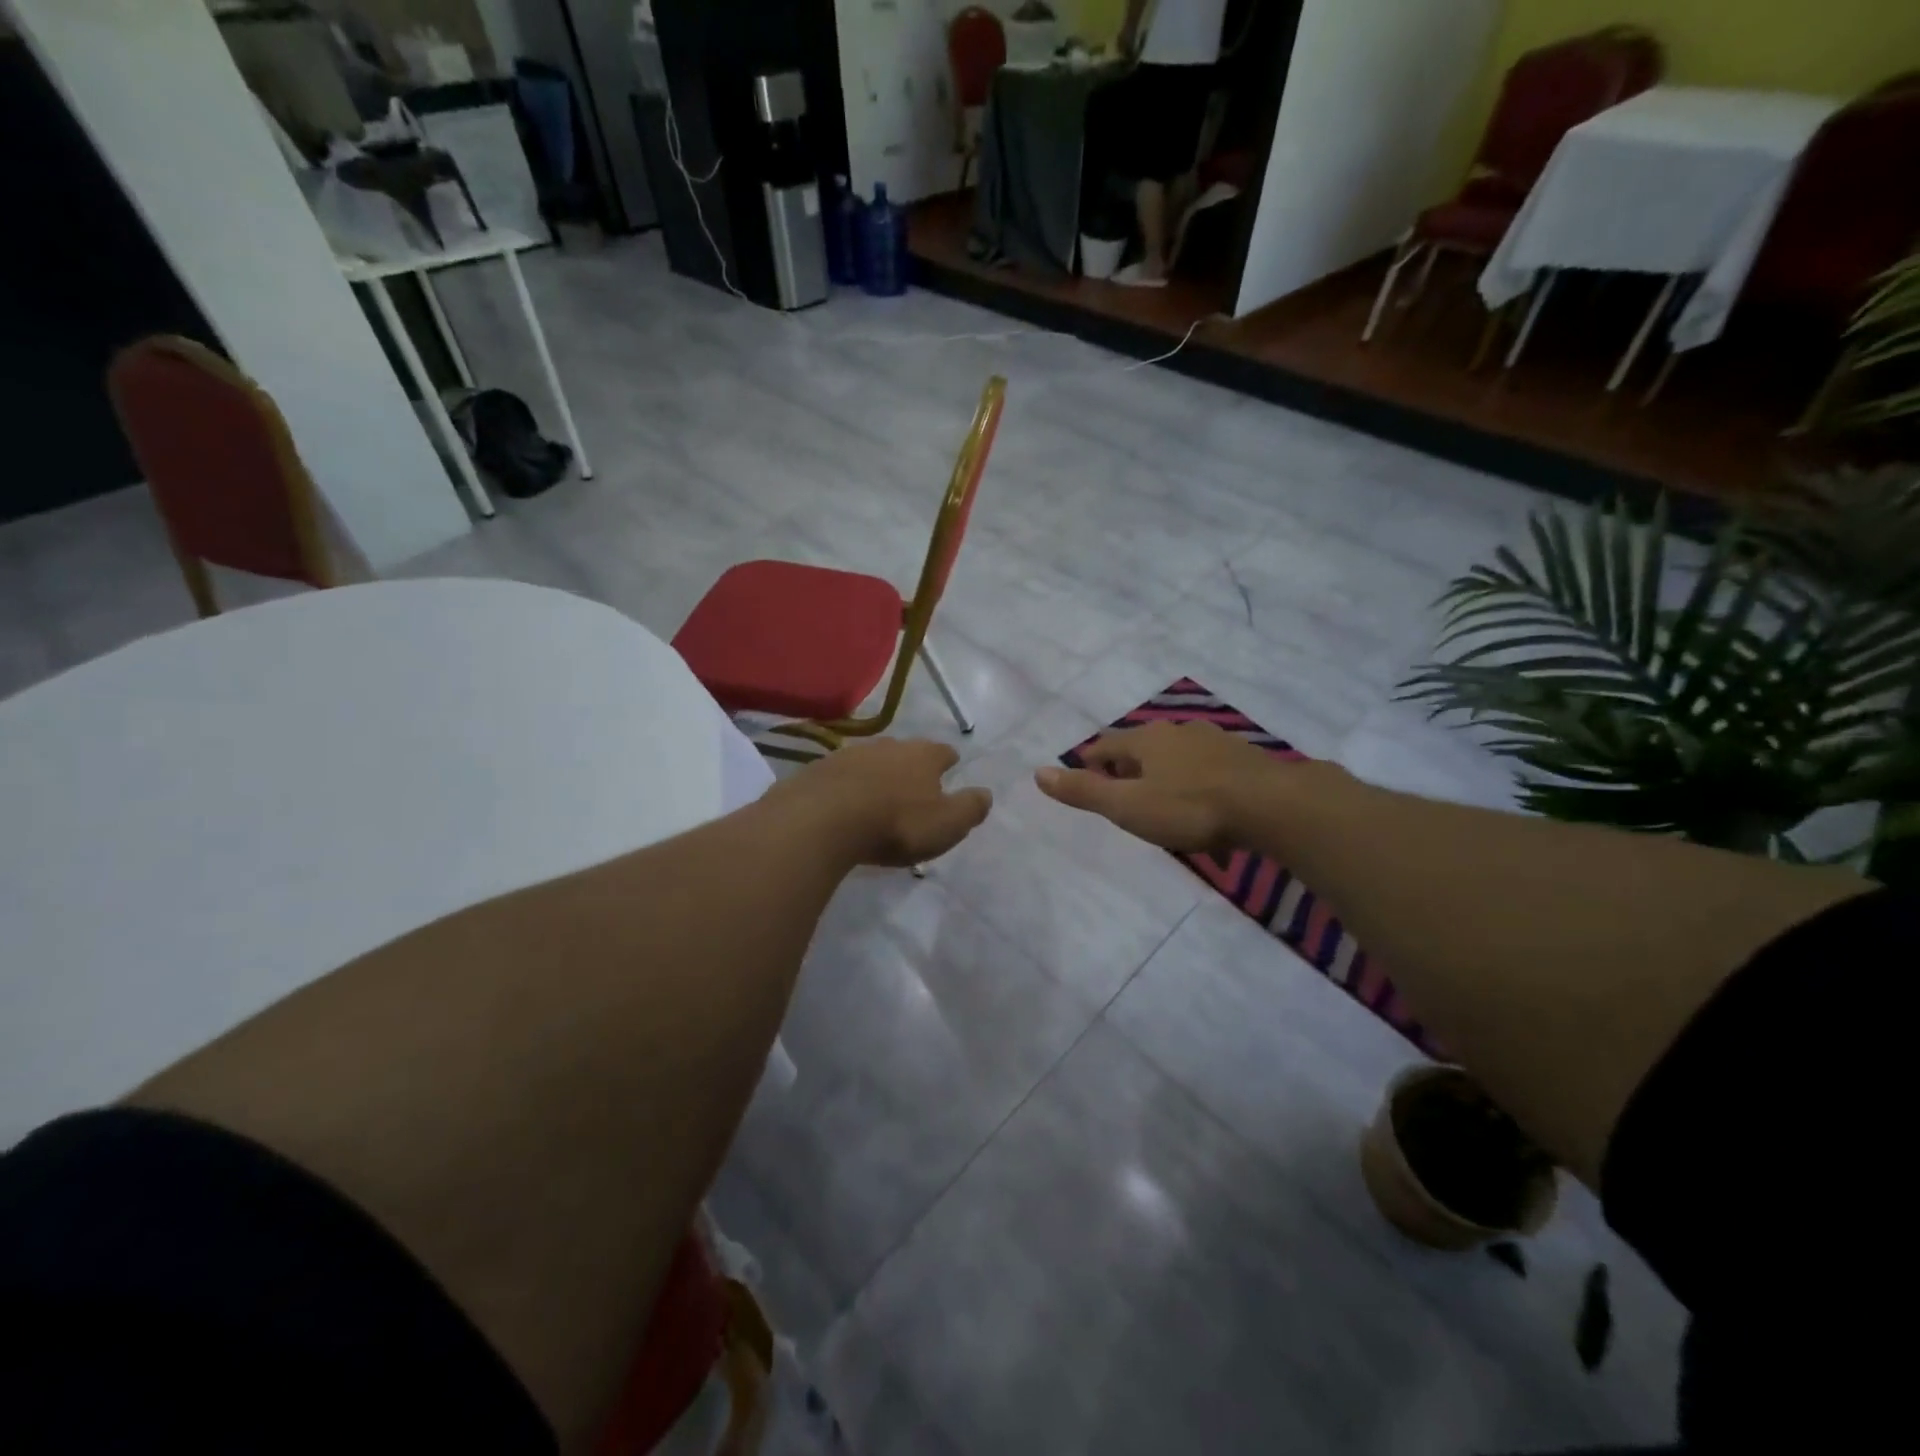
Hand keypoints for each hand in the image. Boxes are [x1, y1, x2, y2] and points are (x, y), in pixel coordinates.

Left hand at [774, 738, 991, 867]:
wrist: (823, 820)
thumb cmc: (896, 823)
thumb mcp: (947, 824)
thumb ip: (970, 808)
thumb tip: (986, 794)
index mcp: (923, 756)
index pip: (944, 752)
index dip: (948, 761)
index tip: (951, 768)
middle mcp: (888, 746)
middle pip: (906, 751)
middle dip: (911, 766)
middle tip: (914, 785)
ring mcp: (850, 754)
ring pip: (872, 761)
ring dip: (877, 775)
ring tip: (878, 796)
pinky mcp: (820, 770)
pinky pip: (841, 776)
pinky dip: (848, 786)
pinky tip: (845, 804)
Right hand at [1035, 720, 1281, 853]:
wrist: (1271, 805)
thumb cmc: (1190, 807)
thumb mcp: (1128, 806)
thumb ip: (1085, 791)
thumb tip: (1038, 772)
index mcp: (1144, 741)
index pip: (1105, 745)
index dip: (1090, 762)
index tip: (1085, 778)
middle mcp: (1176, 731)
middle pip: (1140, 745)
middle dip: (1126, 765)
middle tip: (1120, 791)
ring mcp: (1212, 740)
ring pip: (1174, 752)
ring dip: (1161, 770)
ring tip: (1159, 795)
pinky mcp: (1241, 756)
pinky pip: (1204, 764)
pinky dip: (1193, 777)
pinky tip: (1201, 797)